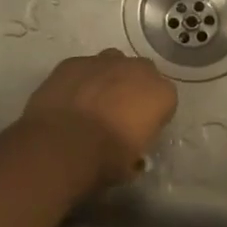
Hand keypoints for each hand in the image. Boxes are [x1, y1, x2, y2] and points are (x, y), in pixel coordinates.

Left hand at [21, 49, 177, 188]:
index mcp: (161, 94)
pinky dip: (79, 81)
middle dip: (133, 89)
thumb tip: (130, 156)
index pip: (165, 101)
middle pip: (141, 74)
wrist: (61, 145)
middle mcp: (138, 70)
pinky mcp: (74, 62)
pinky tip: (69, 100)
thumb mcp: (132, 165)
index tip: (140, 131)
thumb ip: (136, 151)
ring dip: (108, 78)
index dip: (152, 116)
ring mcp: (104, 61)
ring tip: (93, 103)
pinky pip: (82, 68)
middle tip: (118, 114)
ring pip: (113, 63)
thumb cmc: (105, 159)